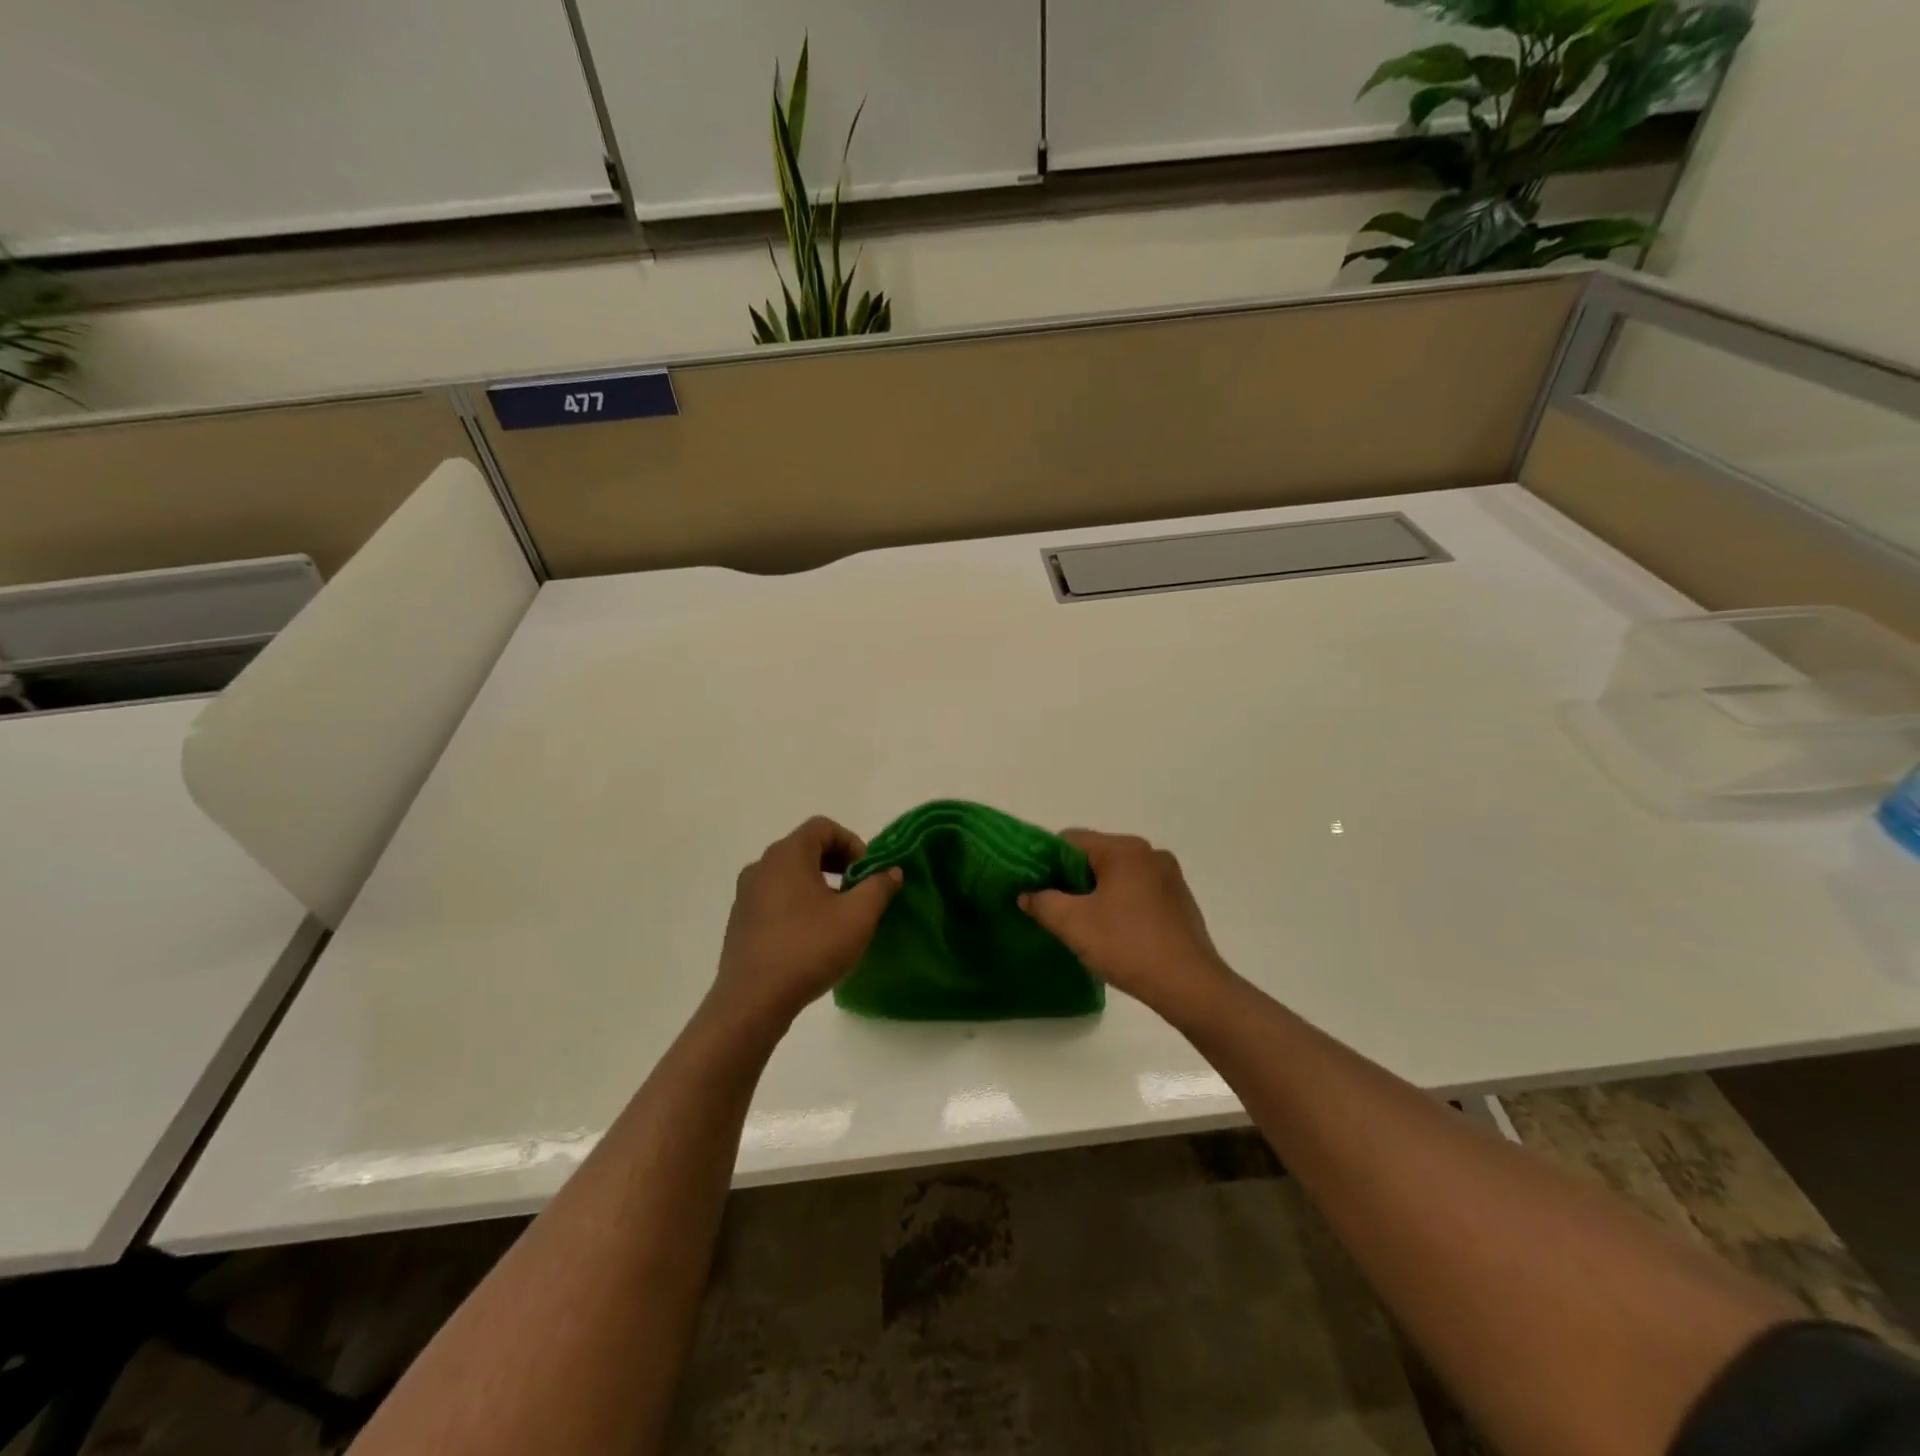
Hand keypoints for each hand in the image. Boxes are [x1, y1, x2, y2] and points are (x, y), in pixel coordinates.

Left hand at [712, 816, 901, 1027]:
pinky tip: (812, 937)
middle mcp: (762, 866)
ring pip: (790, 874)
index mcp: (787, 854)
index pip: (823, 827)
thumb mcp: (858, 916)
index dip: (852, 843)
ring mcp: (746, 894)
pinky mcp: (740, 921)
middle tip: (858, 892)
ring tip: (838, 916)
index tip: (867, 873)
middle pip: (806, 848)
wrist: (752, 1001)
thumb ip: (879, 886)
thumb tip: (891, 871)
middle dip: (838, 864)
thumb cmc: (809, 948)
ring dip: (818, 885)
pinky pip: (775, 898)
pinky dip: (798, 904)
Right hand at [1020, 829, 1234, 1017]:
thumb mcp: (1073, 924)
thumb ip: (1043, 902)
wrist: (1189, 986)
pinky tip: (1116, 933)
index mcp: (1125, 849)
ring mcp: (1169, 876)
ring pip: (1117, 875)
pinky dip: (1121, 904)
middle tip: (1056, 909)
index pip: (1071, 840)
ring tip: (1085, 925)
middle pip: (1095, 856)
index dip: (1047, 861)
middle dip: (1072, 879)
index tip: (1036, 889)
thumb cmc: (1128, 946)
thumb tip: (1027, 894)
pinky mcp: (1180, 900)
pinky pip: (1138, 891)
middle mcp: (1150, 853)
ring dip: (1097, 893)